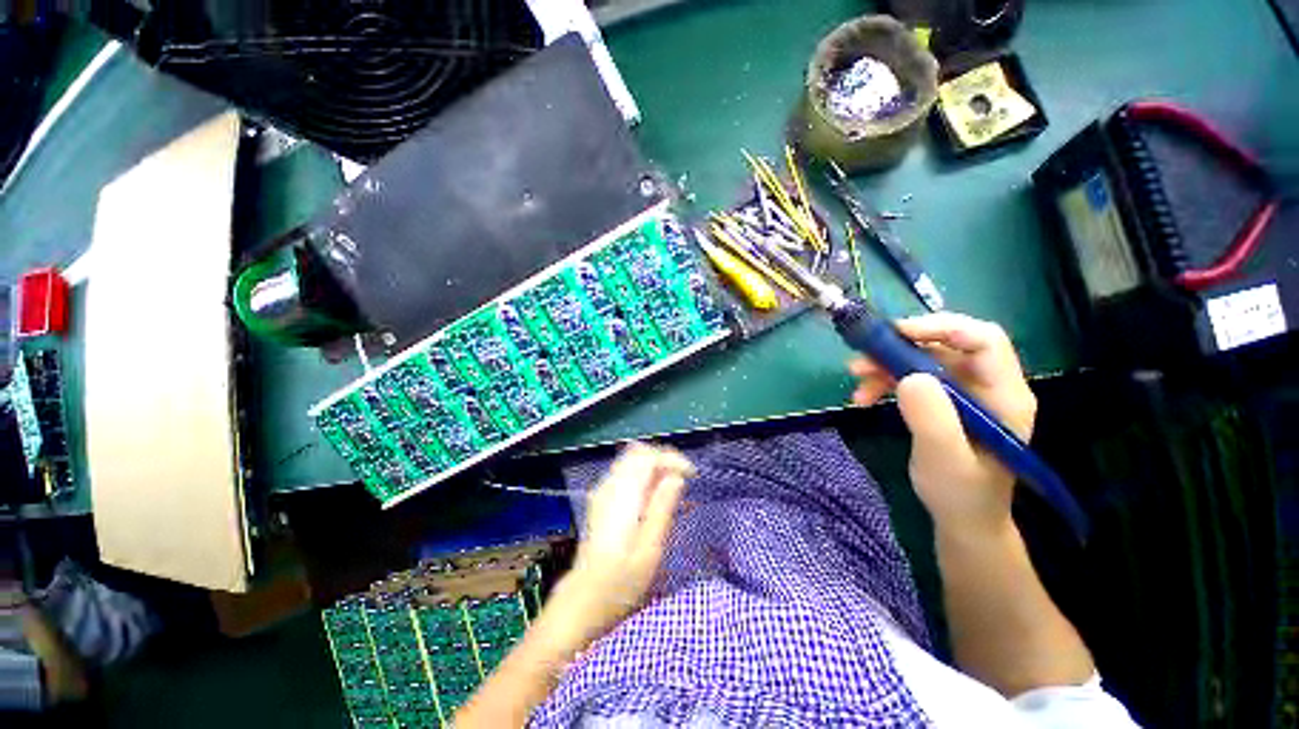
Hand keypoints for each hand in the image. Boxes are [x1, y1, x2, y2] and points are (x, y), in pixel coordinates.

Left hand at [546, 443, 692, 648]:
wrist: (583, 600)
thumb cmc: (621, 582)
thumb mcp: (650, 549)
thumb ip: (662, 508)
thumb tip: (676, 477)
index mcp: (623, 495)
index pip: (648, 457)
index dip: (672, 459)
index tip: (691, 476)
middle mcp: (610, 486)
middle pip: (638, 452)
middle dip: (663, 459)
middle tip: (682, 480)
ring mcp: (603, 491)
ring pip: (631, 460)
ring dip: (654, 466)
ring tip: (671, 490)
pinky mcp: (601, 500)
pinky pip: (625, 473)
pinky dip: (643, 475)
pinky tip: (653, 498)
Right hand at [848, 313, 1035, 536]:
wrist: (961, 517)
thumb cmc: (960, 493)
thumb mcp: (945, 459)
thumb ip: (932, 418)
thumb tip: (909, 376)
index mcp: (1004, 394)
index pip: (984, 340)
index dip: (942, 328)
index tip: (896, 334)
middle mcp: (986, 385)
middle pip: (946, 345)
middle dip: (900, 348)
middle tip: (862, 358)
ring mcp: (963, 392)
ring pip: (922, 360)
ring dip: (885, 365)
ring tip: (855, 380)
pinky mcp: (942, 401)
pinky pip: (910, 377)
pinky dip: (884, 381)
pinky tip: (863, 396)